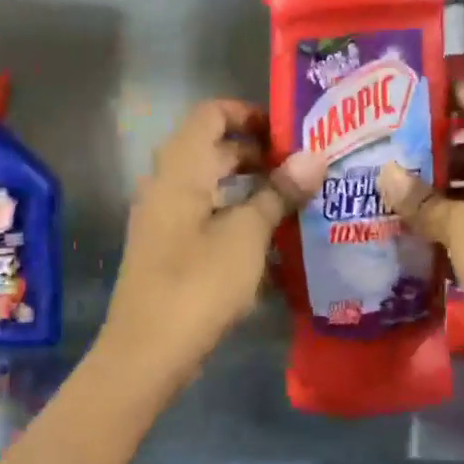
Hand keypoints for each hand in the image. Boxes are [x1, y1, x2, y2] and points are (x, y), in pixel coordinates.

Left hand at [100, 101, 324, 394]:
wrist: (149, 350)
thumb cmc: (199, 283)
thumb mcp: (247, 235)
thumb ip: (278, 193)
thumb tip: (314, 157)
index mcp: (180, 170)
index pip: (210, 115)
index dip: (248, 113)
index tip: (287, 131)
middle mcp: (165, 186)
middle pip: (210, 150)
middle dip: (256, 154)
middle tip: (301, 168)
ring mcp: (163, 221)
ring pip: (209, 187)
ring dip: (248, 188)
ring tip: (293, 201)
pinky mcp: (168, 252)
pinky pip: (204, 218)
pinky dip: (234, 217)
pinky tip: (268, 239)